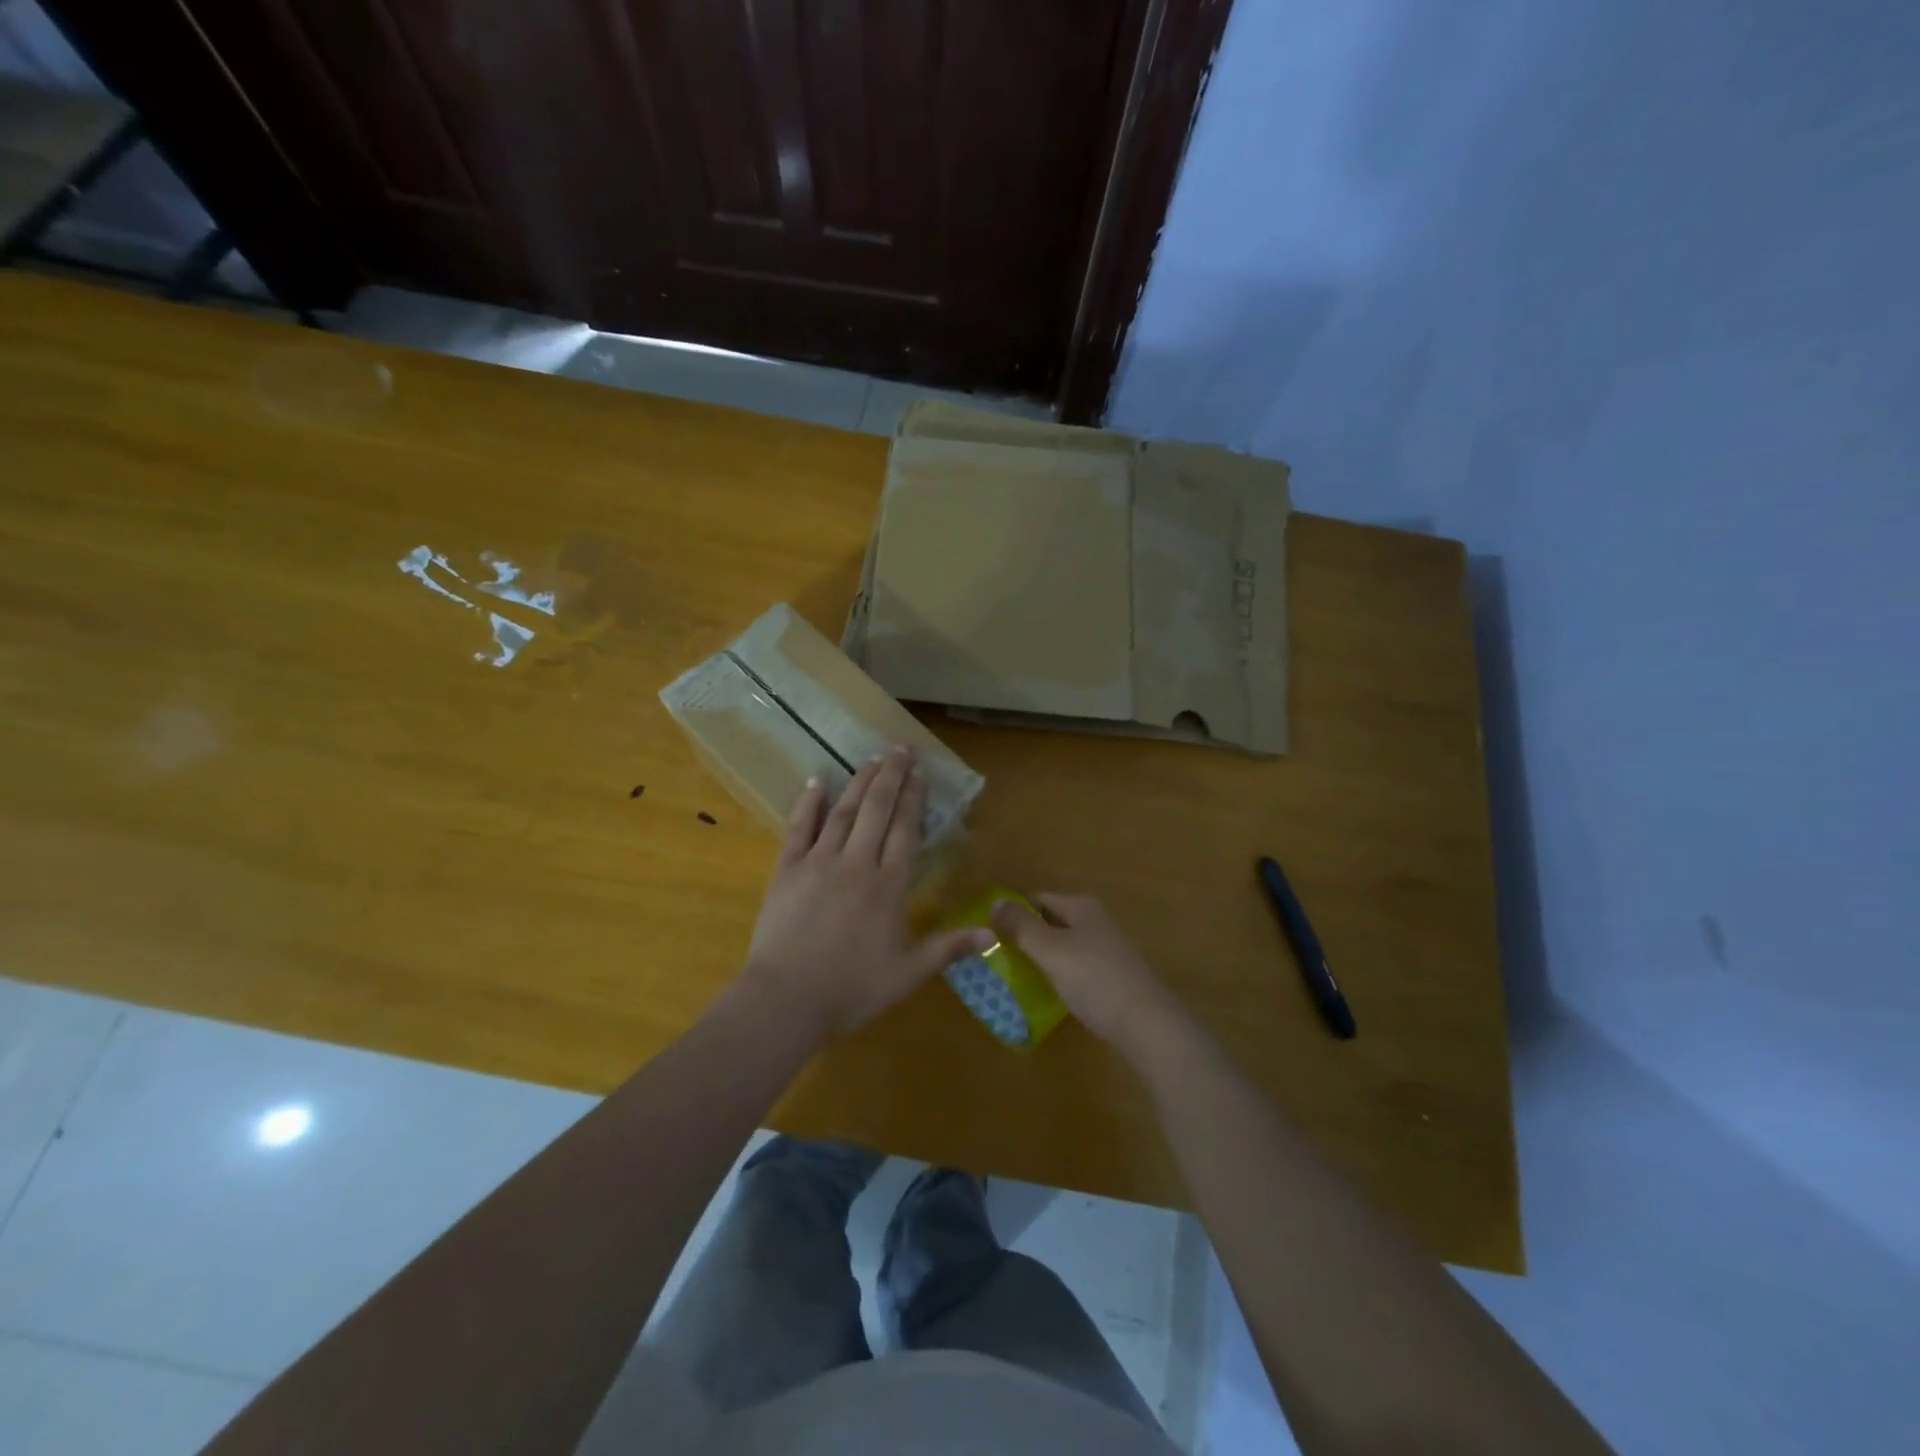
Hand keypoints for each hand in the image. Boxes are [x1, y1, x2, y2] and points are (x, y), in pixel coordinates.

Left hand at [742, 746, 990, 1037]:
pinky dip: (809, 803)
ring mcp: (819, 862)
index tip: (920, 773)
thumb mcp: (908, 973)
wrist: (787, 999)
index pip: (906, 831)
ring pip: (844, 812)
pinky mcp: (787, 870)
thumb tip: (994, 934)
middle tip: (900, 750)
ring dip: (859, 782)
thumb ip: (949, 948)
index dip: (914, 799)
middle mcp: (857, 864)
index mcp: (888, 886)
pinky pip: (799, 828)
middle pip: (877, 810)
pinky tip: (817, 781)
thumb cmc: (852, 989)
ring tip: (871, 759)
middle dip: (891, 777)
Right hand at [991, 893, 1185, 1063]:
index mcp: (1082, 906)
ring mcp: (1108, 948)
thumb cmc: (1093, 979)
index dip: (1013, 914)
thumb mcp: (1050, 950)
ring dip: (1042, 957)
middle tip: (999, 958)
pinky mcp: (1113, 975)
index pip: (1038, 899)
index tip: (990, 936)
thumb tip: (995, 902)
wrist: (1146, 1024)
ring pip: (1064, 945)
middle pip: (1051, 921)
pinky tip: (1049, 992)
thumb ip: (1020, 926)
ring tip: (1017, 977)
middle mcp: (1097, 920)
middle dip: (1026, 936)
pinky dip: (1060, 974)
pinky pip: (1077, 966)